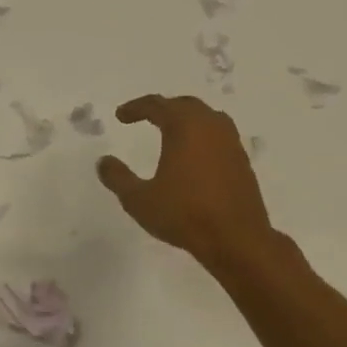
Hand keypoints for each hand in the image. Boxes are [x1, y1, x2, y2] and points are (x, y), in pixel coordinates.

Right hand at [97, 95, 277, 270]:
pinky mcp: (242, 162)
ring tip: (170, 131)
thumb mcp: (139, 199)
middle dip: (163, 108)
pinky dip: (202, 135)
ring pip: (206, 117)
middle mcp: (210, 127)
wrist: (238, 241)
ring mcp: (231, 143)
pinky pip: (218, 135)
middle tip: (145, 116)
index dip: (135, 108)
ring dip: (186, 119)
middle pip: (184, 105)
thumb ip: (118, 178)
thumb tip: (104, 161)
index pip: (157, 105)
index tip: (120, 116)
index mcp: (184, 127)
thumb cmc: (185, 214)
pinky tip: (194, 155)